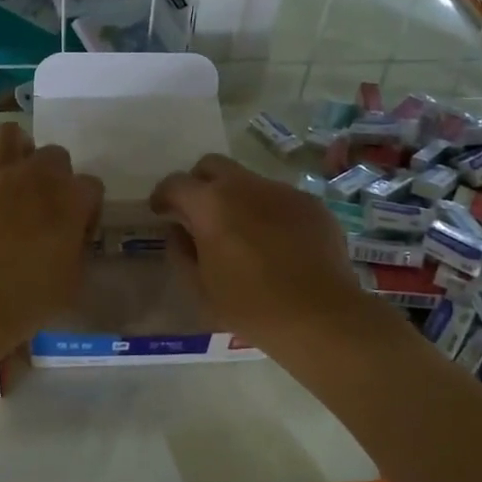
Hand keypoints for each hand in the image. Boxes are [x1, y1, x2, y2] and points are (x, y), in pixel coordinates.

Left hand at [0, 122, 103, 347]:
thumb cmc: (26, 299)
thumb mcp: (72, 282)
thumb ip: (77, 250)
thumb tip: (71, 240)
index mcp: (70, 199)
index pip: (92, 186)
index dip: (86, 209)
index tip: (76, 232)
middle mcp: (37, 174)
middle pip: (56, 155)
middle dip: (55, 176)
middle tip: (43, 205)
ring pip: (11, 134)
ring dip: (16, 151)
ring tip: (11, 175)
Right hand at [152, 154, 370, 354]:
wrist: (320, 316)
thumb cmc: (251, 306)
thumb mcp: (201, 288)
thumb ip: (181, 252)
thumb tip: (178, 230)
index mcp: (211, 204)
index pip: (176, 183)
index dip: (163, 195)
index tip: (160, 211)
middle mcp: (245, 186)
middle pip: (212, 165)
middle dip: (199, 182)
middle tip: (198, 212)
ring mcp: (282, 191)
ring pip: (249, 181)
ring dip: (236, 198)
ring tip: (242, 232)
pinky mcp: (311, 204)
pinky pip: (280, 198)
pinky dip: (268, 211)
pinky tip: (276, 243)